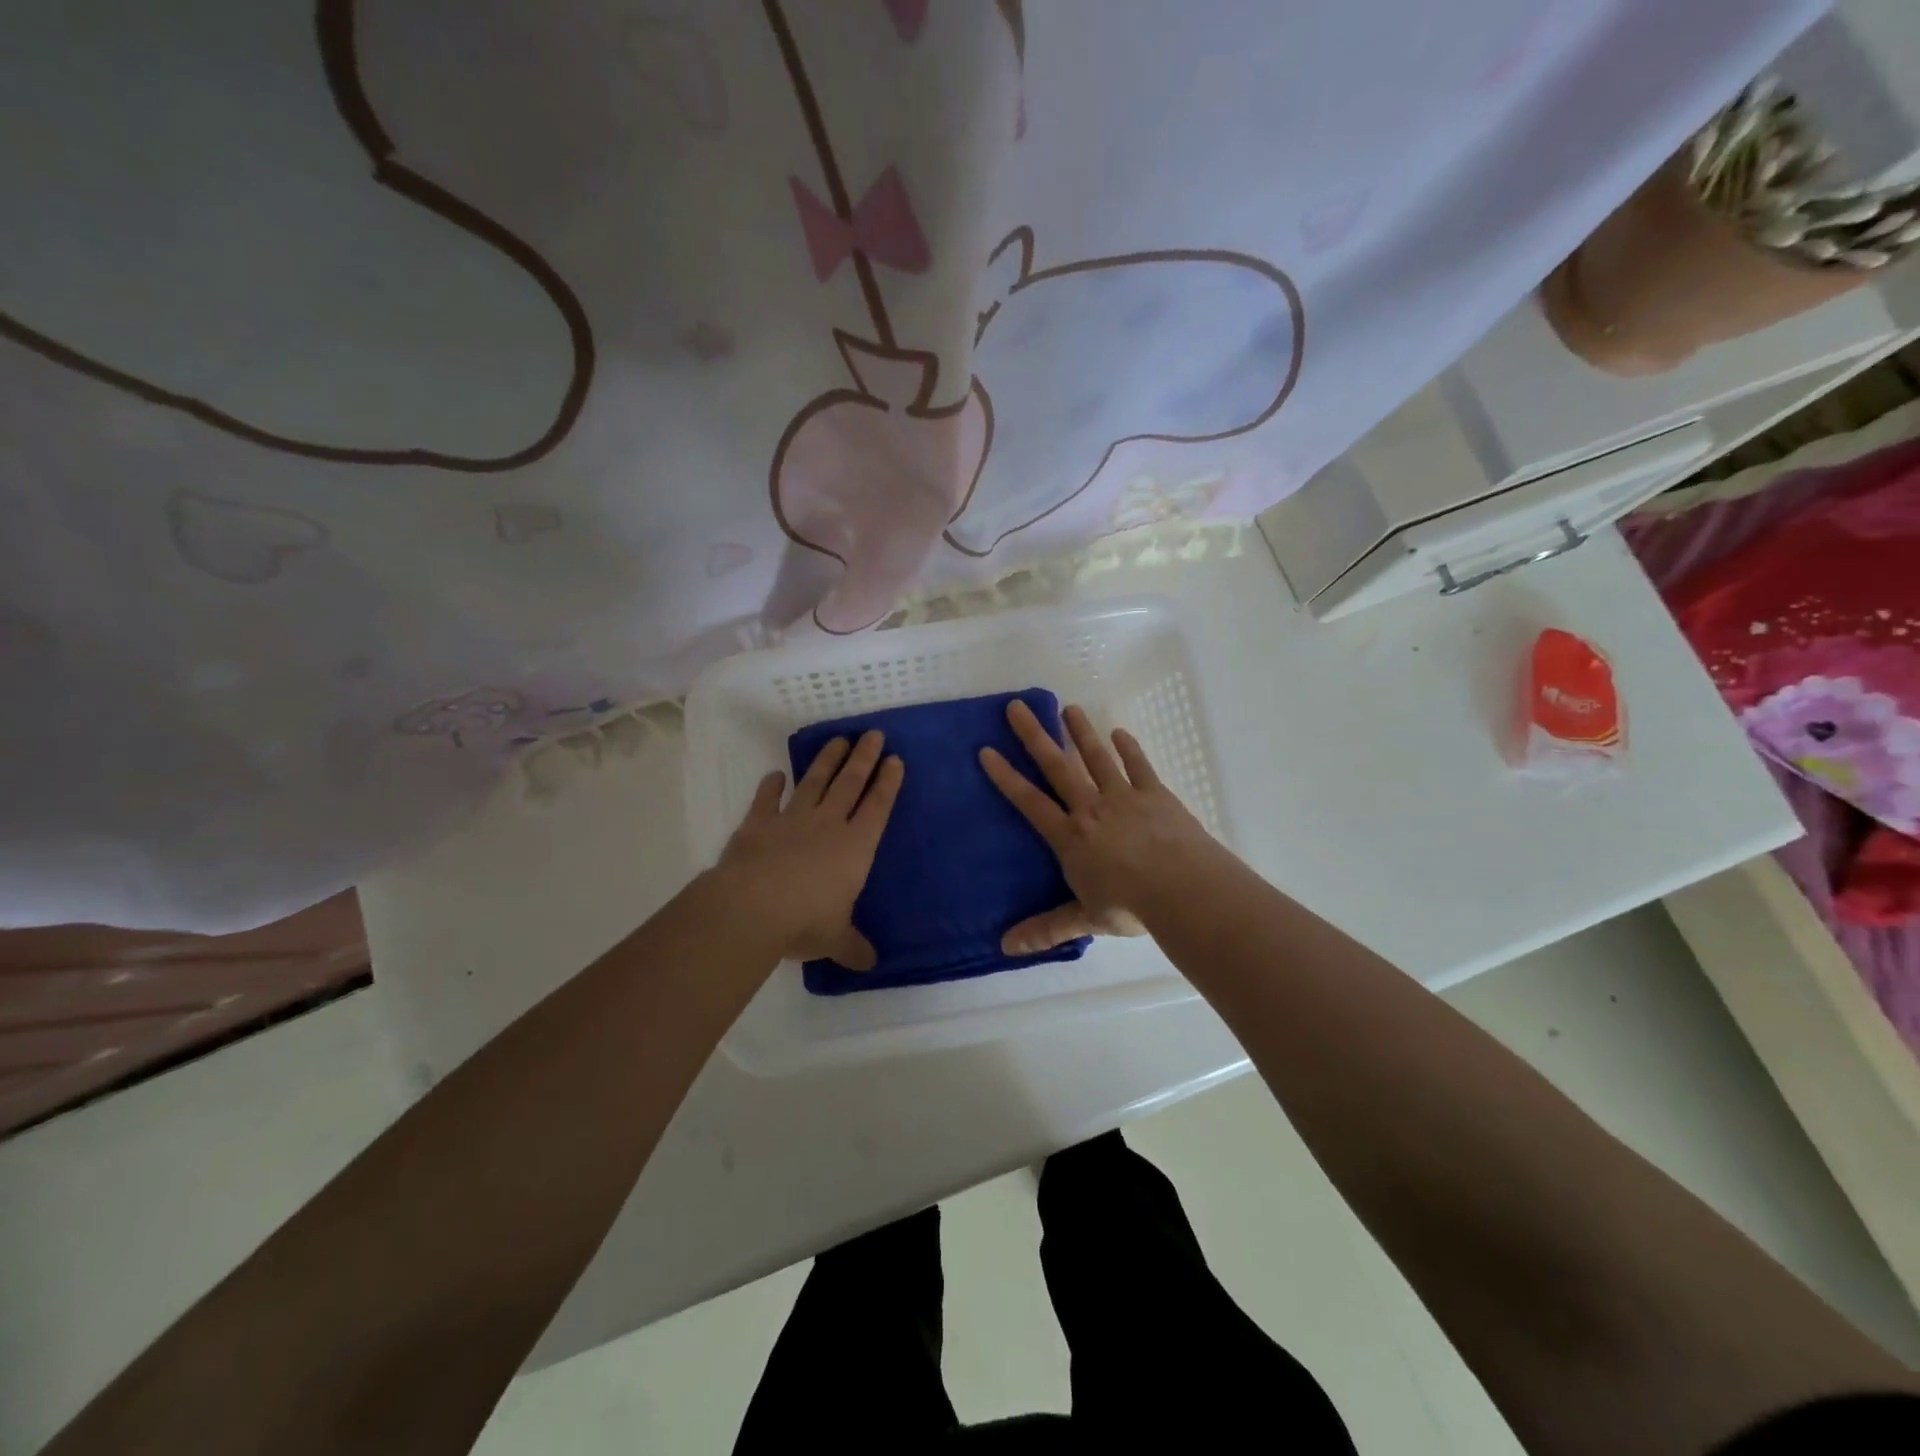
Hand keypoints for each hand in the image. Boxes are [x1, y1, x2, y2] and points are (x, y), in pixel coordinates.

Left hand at [716, 730, 903, 967]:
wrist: (752, 907)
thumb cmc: (805, 921)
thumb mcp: (835, 939)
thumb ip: (853, 947)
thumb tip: (870, 965)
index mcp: (855, 848)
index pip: (877, 808)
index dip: (888, 783)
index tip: (895, 759)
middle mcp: (828, 825)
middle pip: (850, 783)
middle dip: (864, 758)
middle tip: (873, 734)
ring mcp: (792, 820)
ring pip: (814, 782)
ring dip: (827, 760)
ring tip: (838, 740)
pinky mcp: (758, 823)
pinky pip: (767, 799)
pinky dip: (771, 786)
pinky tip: (775, 775)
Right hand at [980, 701, 1220, 953]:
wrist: (1183, 889)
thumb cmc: (1131, 906)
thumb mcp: (1086, 919)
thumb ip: (1047, 929)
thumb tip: (1005, 948)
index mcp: (1071, 837)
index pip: (1030, 802)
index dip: (1007, 777)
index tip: (987, 750)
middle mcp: (1091, 809)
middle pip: (1058, 767)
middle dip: (1035, 737)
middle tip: (1016, 707)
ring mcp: (1124, 797)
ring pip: (1097, 758)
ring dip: (1081, 732)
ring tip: (1068, 708)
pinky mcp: (1156, 795)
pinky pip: (1139, 767)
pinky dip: (1128, 749)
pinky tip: (1119, 733)